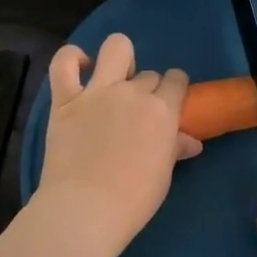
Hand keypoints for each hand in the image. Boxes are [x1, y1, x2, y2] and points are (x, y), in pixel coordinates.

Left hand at [40, 33, 201, 250]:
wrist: (86, 208)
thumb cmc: (133, 199)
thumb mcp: (163, 174)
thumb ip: (175, 148)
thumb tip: (192, 142)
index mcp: (162, 110)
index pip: (177, 80)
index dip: (175, 88)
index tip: (169, 102)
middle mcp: (132, 92)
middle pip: (148, 74)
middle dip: (147, 89)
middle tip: (137, 113)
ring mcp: (97, 91)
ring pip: (116, 48)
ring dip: (120, 59)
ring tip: (114, 79)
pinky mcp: (65, 99)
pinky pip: (64, 63)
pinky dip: (72, 58)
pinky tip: (80, 66)